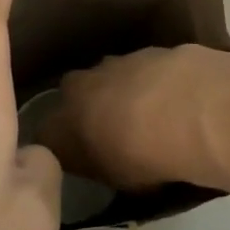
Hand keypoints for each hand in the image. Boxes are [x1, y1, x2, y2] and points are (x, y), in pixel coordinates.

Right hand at [42, 44, 229, 193]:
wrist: (182, 111)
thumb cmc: (141, 159)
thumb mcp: (115, 179)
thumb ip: (101, 165)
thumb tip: (103, 160)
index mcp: (62, 124)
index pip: (47, 134)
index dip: (62, 143)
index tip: (78, 154)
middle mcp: (78, 88)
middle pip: (74, 95)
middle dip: (89, 107)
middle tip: (112, 127)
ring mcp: (112, 63)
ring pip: (108, 76)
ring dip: (121, 90)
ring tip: (149, 112)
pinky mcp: (145, 50)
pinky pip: (141, 68)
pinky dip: (151, 80)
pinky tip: (173, 96)